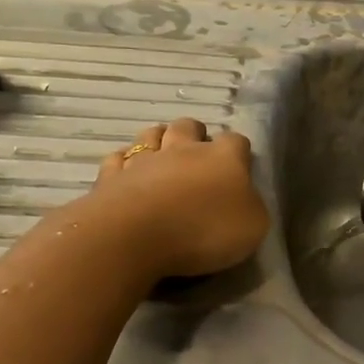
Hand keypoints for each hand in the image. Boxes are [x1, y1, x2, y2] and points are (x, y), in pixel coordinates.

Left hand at [84, 118, 268, 279]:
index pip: (237, 141)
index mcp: (223, 158)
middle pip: (189, 126)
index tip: (240, 169)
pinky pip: (118, 160)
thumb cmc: (203, 231)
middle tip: (197, 157)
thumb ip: (251, 206)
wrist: (135, 237)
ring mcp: (143, 159)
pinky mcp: (111, 176)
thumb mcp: (252, 227)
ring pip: (151, 134)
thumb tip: (244, 198)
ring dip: (158, 141)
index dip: (239, 153)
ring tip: (162, 158)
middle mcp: (183, 149)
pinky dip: (124, 164)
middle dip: (194, 135)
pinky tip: (128, 176)